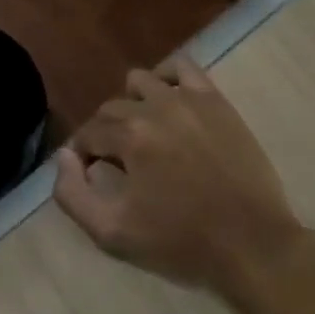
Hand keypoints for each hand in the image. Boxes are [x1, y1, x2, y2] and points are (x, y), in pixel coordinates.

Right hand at [54, 54, 303, 298]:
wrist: (251, 244)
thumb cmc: (180, 243)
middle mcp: (155, 108)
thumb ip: (72, 194)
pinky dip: (165, 79)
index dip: (84, 157)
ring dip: (131, 104)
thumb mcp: (111, 233)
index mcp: (129, 138)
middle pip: (111, 109)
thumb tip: (63, 157)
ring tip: (142, 134)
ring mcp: (189, 101)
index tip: (92, 177)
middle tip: (118, 165)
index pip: (87, 134)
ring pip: (140, 82)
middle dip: (105, 134)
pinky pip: (182, 68)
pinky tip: (167, 104)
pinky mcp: (216, 102)